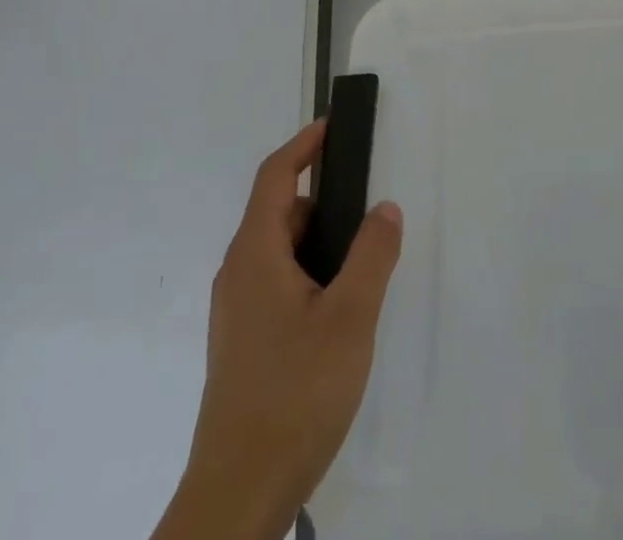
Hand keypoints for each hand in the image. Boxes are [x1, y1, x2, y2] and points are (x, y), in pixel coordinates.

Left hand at [159, 121, 403, 539]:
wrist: (238, 496)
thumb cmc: (294, 393)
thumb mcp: (350, 318)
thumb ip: (371, 255)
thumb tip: (384, 207)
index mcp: (255, 254)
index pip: (275, 177)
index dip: (304, 146)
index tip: (334, 126)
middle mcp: (238, 274)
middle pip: (279, 213)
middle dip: (324, 200)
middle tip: (369, 207)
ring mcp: (237, 312)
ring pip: (281, 253)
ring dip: (320, 243)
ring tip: (364, 263)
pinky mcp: (244, 343)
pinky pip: (279, 284)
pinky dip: (310, 273)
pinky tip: (341, 310)